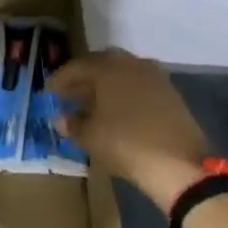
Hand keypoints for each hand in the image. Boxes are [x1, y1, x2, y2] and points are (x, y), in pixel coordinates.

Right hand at [49, 49, 211, 210]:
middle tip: (69, 95)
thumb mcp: (90, 137)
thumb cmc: (125, 144)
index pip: (76, 67)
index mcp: (108, 68)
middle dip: (83, 78)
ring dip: (105, 85)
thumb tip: (61, 118)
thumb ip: (71, 124)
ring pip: (122, 73)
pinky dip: (124, 93)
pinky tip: (118, 111)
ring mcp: (154, 76)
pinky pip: (139, 85)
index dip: (59, 80)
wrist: (179, 163)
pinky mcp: (170, 93)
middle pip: (101, 64)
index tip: (48, 93)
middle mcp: (131, 64)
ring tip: (92, 104)